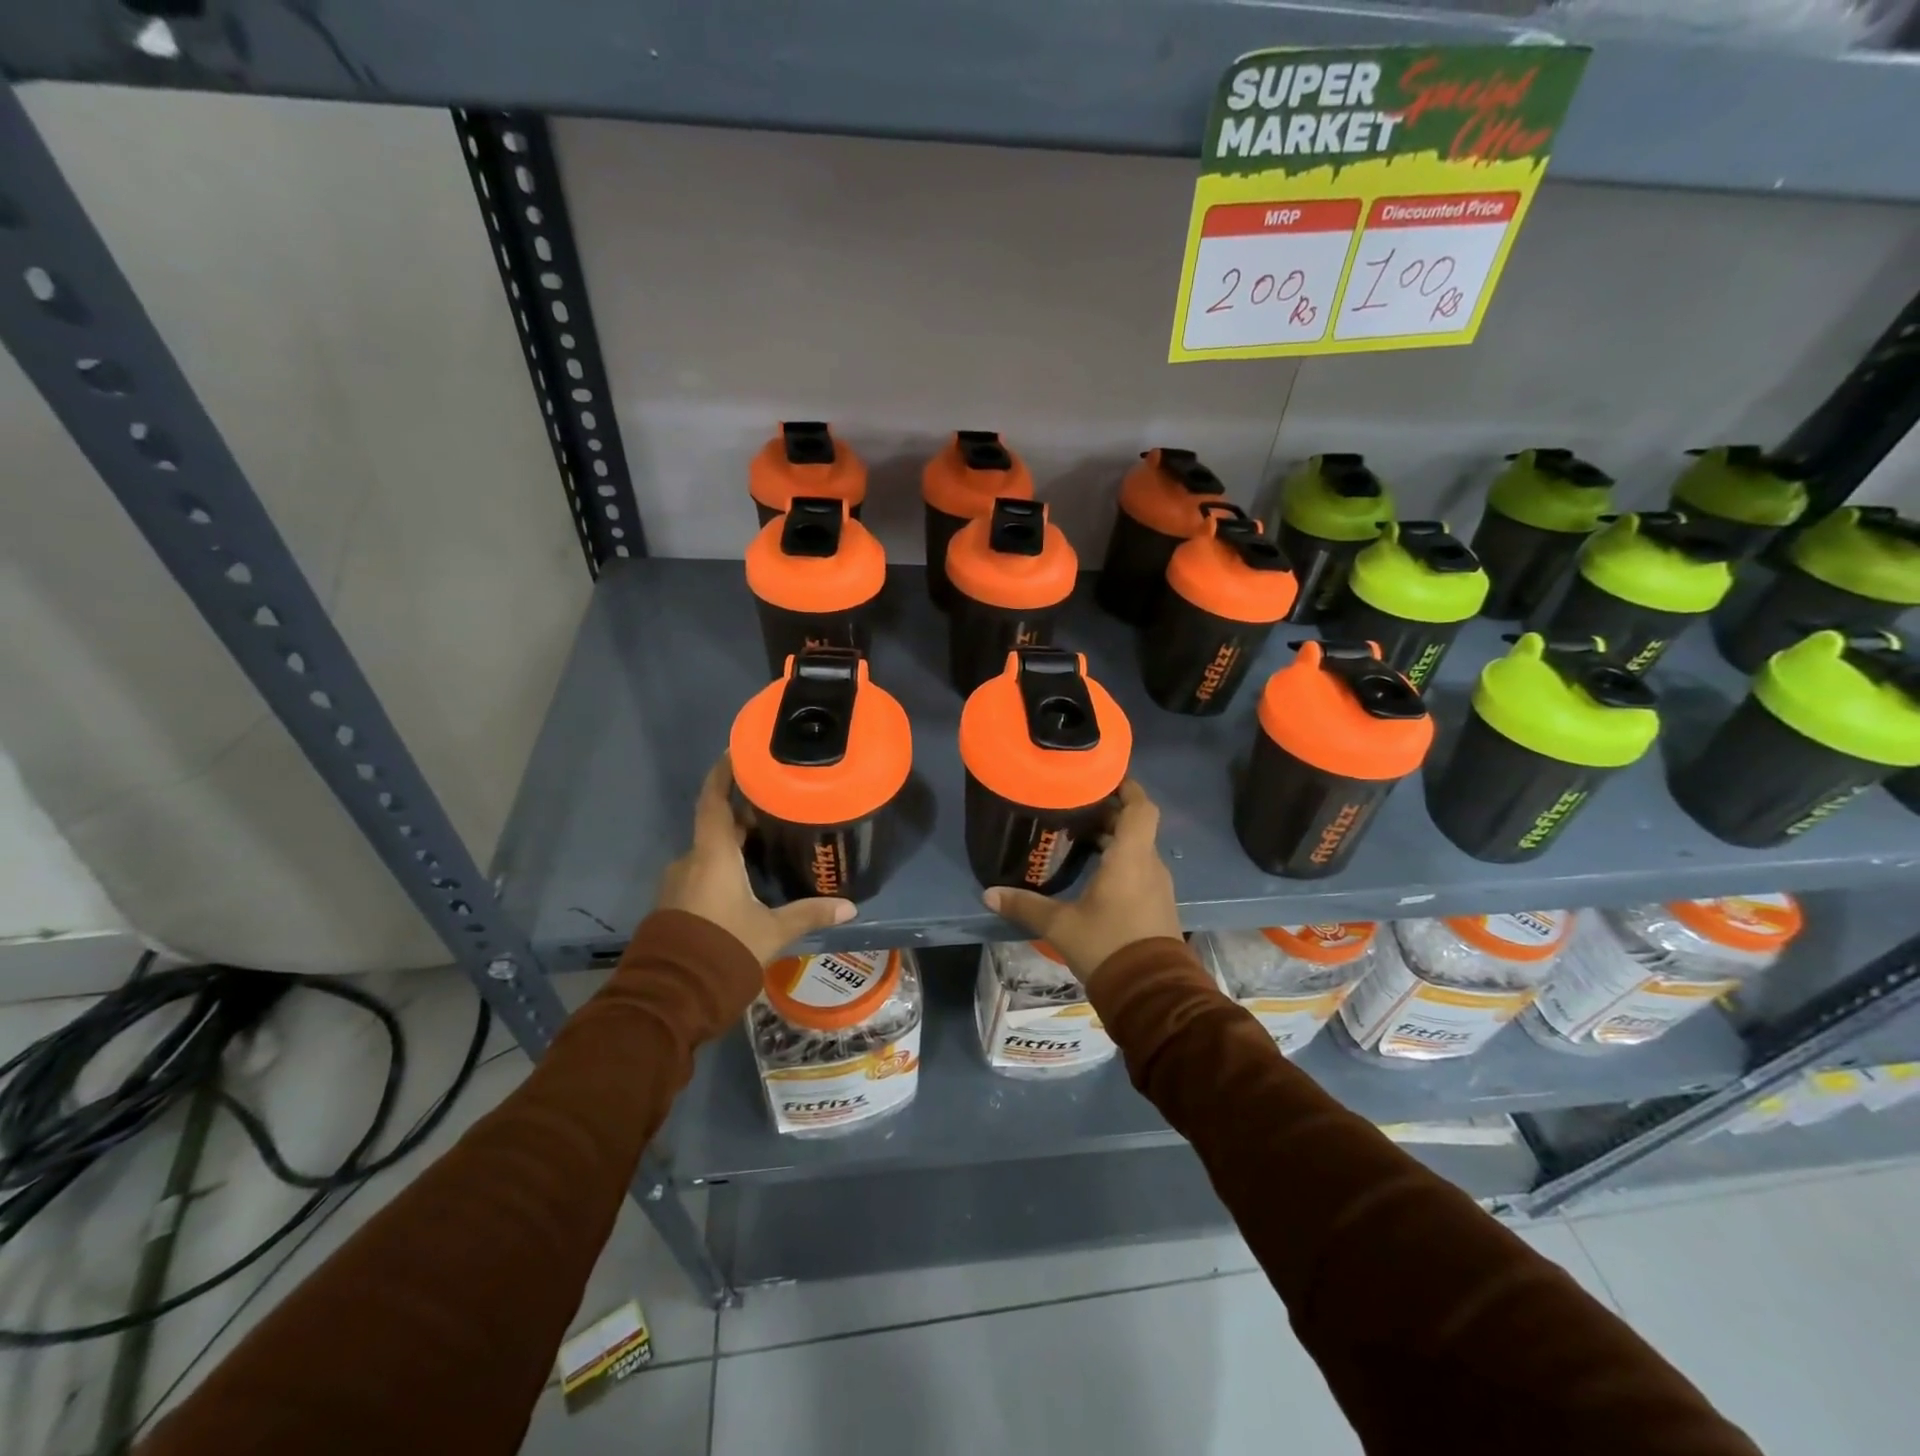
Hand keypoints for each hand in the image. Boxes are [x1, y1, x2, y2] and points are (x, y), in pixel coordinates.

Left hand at [657, 757, 856, 963]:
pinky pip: (702, 872)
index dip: (723, 774)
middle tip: (775, 803)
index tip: (736, 752)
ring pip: (709, 852)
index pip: (714, 801)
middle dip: (743, 813)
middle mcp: (691, 861)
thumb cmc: (724, 950)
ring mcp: (678, 883)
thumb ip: (808, 914)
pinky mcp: (675, 904)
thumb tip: (850, 908)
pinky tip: (746, 879)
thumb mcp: (772, 932)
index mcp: (713, 856)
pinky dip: (723, 865)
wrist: (670, 996)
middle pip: (716, 825)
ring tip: (767, 841)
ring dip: (733, 843)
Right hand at [982, 780, 1181, 986]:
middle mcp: (1149, 866)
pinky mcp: (1157, 907)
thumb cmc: (1108, 946)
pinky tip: (1094, 873)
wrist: (1151, 995)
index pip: (1141, 808)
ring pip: (1138, 849)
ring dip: (1115, 839)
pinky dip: (1120, 861)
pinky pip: (1139, 870)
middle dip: (1110, 813)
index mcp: (1131, 858)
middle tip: (1077, 807)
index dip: (1127, 787)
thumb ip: (1025, 906)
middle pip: (1136, 826)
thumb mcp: (1060, 926)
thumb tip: (988, 894)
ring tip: (1080, 836)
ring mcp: (1157, 887)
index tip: (1104, 777)